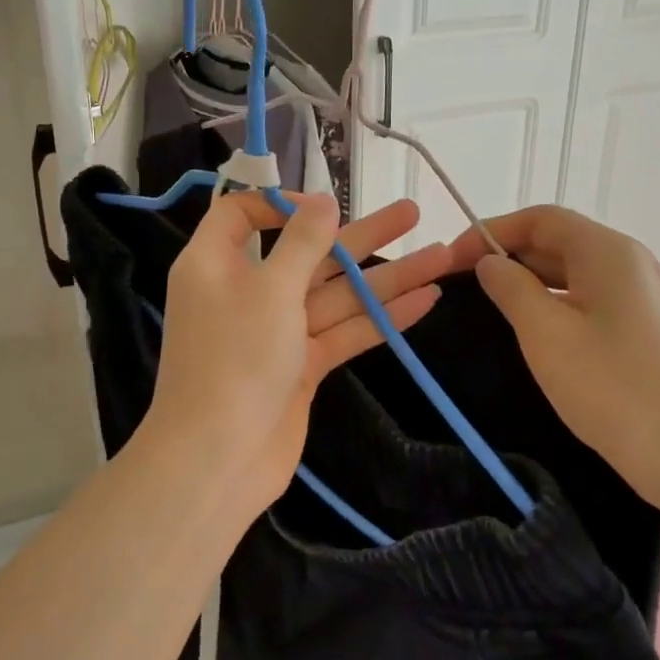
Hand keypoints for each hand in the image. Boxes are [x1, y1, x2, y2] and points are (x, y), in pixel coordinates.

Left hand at [143, 192, 452, 522]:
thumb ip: (302, 243)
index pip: (242, 214)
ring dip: (386, 277)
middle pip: (307, 253)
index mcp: (217, 263)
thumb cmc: (235, 358)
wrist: (220, 457)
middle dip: (361, 236)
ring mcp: (276, 331)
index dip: (282, 203)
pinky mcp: (301, 366)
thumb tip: (321, 203)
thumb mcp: (269, 288)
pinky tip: (425, 301)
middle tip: (412, 213)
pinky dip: (381, 319)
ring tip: (442, 255)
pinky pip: (344, 332)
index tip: (326, 207)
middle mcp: (246, 291)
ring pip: (335, 294)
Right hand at [447, 207, 659, 507]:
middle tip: (460, 286)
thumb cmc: (614, 388)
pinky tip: (531, 334)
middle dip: (506, 256)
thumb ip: (510, 289)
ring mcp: (640, 299)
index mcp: (607, 252)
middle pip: (557, 242)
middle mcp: (629, 264)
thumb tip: (490, 263)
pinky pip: (587, 303)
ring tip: (486, 308)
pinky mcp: (644, 332)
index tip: (450, 260)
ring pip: (571, 275)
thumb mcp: (546, 334)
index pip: (540, 219)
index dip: (491, 231)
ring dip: (527, 283)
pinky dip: (552, 306)